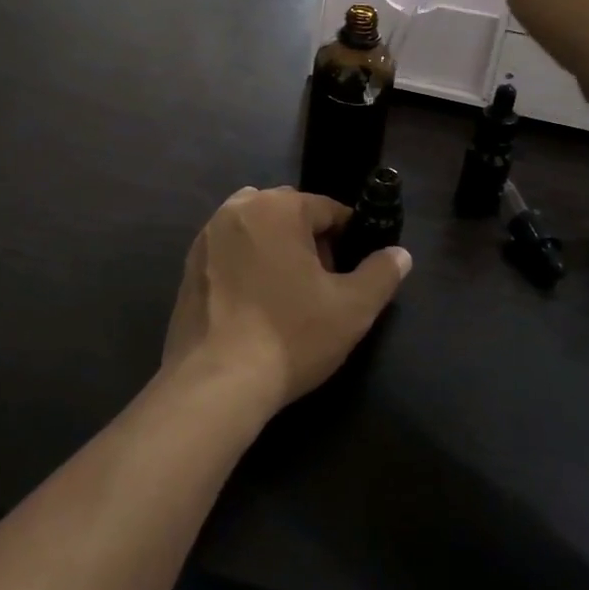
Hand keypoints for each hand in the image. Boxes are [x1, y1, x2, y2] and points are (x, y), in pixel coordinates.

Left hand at [163, 187, 410, 416]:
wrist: (216, 382)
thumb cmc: (290, 336)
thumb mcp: (352, 308)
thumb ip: (381, 274)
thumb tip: (400, 254)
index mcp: (278, 207)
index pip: (327, 208)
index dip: (348, 237)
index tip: (354, 270)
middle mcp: (238, 208)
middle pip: (288, 213)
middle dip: (310, 240)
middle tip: (322, 284)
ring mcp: (207, 235)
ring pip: (256, 229)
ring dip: (276, 248)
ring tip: (288, 294)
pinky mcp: (188, 265)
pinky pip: (230, 251)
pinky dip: (247, 265)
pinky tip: (255, 305)